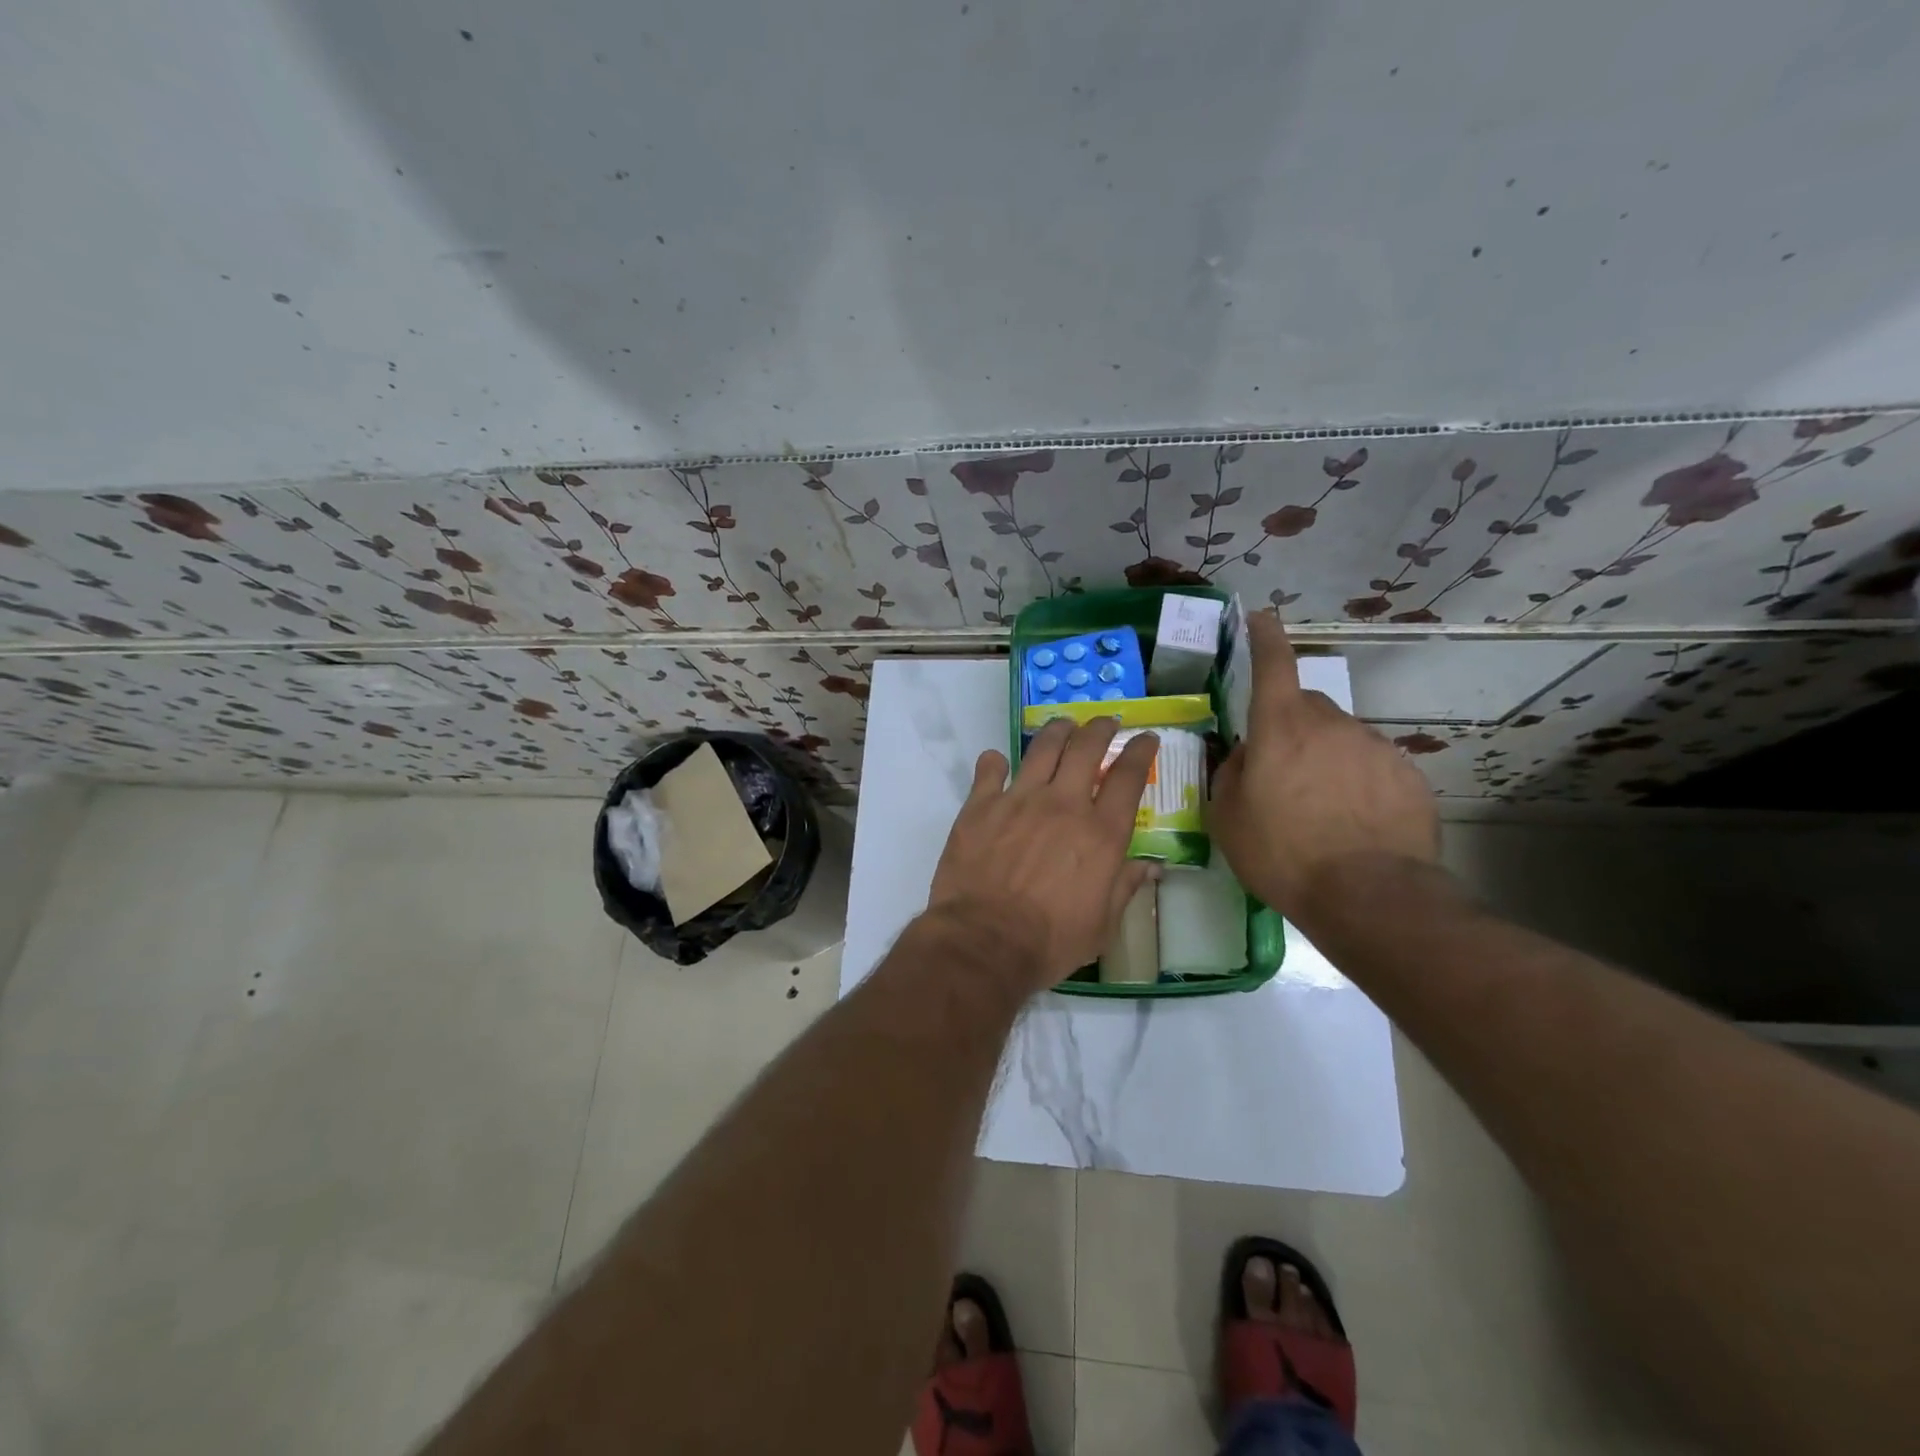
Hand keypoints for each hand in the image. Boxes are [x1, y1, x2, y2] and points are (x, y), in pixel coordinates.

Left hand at [928, 718, 1158, 989]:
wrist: (984, 940)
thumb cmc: (1050, 941)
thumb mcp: (1102, 924)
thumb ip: (1126, 887)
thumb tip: (1151, 866)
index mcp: (1101, 832)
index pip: (1128, 776)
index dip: (1140, 751)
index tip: (1146, 739)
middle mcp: (1064, 804)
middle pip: (1086, 748)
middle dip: (1100, 728)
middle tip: (1105, 722)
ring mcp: (1019, 799)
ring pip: (1043, 747)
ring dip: (1057, 731)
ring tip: (1063, 726)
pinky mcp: (980, 805)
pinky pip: (990, 769)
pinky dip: (995, 762)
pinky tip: (997, 762)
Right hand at [1210, 612, 1438, 922]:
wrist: (1370, 895)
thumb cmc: (1283, 853)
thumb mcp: (1228, 817)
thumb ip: (1232, 773)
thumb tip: (1247, 755)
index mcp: (1281, 728)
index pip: (1273, 664)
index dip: (1265, 636)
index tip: (1261, 617)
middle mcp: (1331, 725)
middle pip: (1307, 707)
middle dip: (1291, 727)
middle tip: (1282, 773)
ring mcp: (1375, 747)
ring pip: (1341, 739)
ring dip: (1326, 759)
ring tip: (1320, 809)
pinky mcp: (1408, 775)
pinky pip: (1372, 766)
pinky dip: (1358, 782)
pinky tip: (1354, 823)